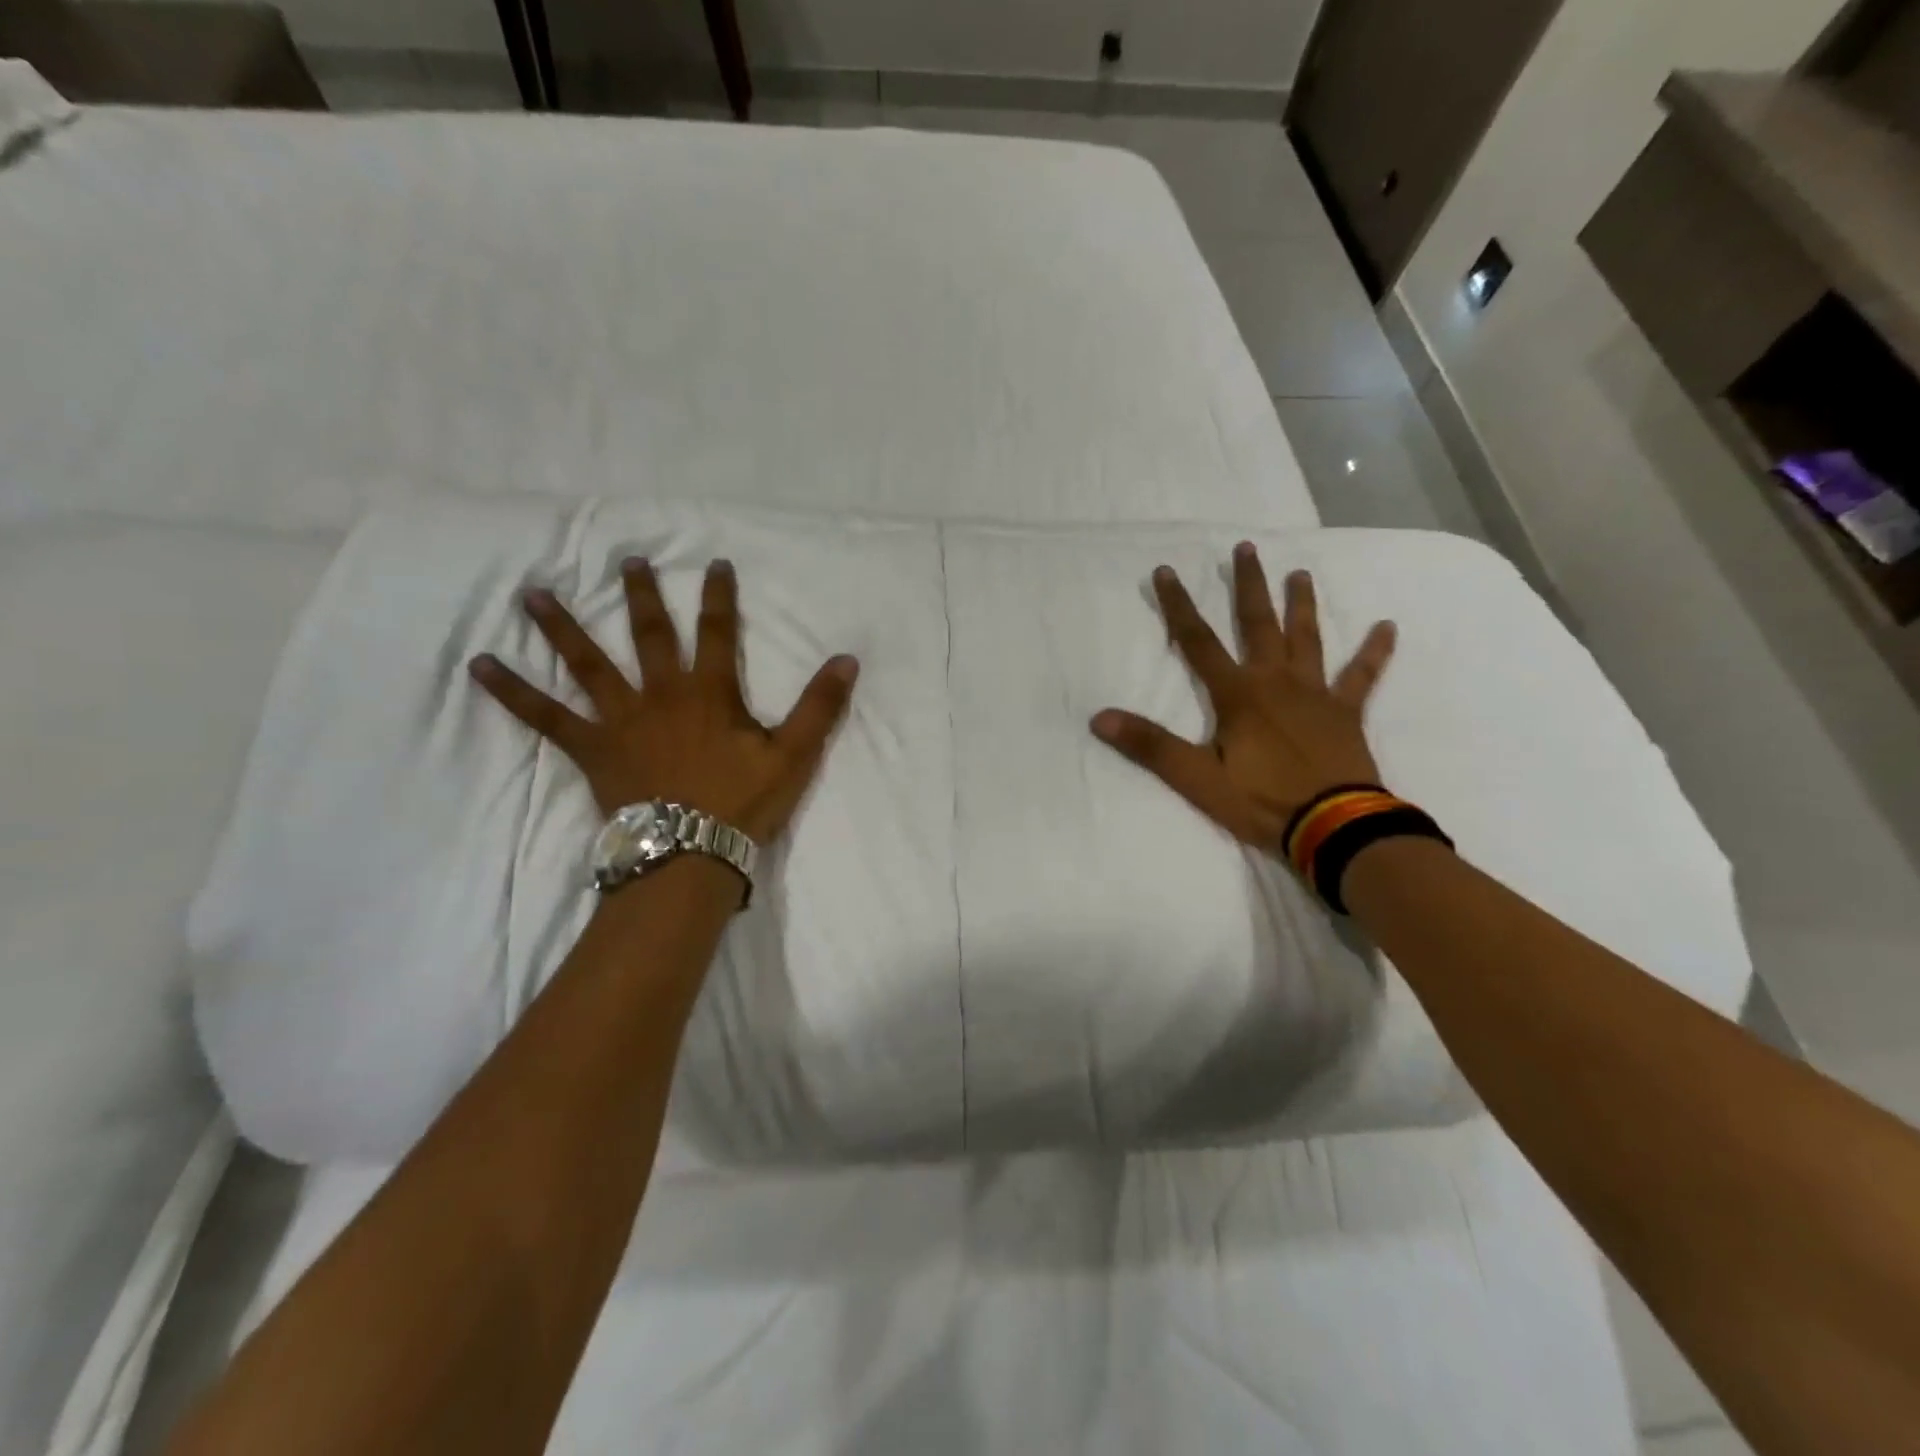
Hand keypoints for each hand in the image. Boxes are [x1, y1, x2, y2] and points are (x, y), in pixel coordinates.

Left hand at [468, 557, 858, 843]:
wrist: (690, 853)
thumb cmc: (743, 803)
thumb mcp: (794, 755)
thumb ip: (820, 706)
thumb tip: (847, 659)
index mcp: (710, 693)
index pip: (719, 633)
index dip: (719, 597)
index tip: (715, 564)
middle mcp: (662, 693)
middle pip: (651, 635)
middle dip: (643, 596)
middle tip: (628, 560)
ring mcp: (621, 718)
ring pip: (588, 663)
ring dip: (561, 626)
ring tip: (531, 593)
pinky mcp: (592, 748)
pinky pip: (546, 716)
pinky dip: (513, 692)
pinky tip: (480, 666)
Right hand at [1091, 543, 1395, 848]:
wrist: (1335, 828)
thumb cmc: (1262, 802)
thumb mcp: (1197, 779)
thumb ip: (1151, 746)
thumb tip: (1100, 718)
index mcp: (1239, 695)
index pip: (1198, 642)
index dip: (1178, 606)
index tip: (1166, 571)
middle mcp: (1276, 682)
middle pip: (1258, 625)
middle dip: (1248, 586)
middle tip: (1246, 547)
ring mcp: (1315, 694)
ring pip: (1307, 639)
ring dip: (1302, 605)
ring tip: (1300, 572)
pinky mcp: (1345, 713)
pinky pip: (1362, 676)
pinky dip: (1374, 652)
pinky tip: (1388, 626)